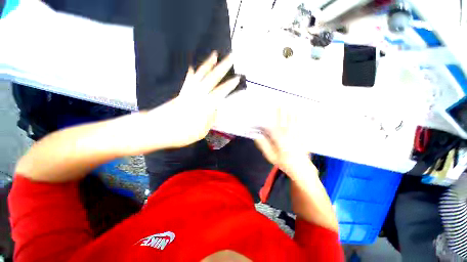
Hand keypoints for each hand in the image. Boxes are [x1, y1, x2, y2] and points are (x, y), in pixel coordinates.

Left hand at [149, 52, 239, 148]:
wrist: (156, 129)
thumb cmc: (181, 134)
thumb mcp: (201, 132)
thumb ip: (210, 119)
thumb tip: (215, 110)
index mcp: (204, 105)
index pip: (220, 92)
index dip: (229, 85)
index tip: (237, 78)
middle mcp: (197, 95)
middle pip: (212, 78)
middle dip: (223, 67)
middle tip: (231, 57)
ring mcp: (188, 92)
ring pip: (200, 74)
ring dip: (208, 64)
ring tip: (215, 55)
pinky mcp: (181, 93)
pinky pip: (188, 80)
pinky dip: (192, 73)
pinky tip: (193, 68)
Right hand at [255, 107, 311, 176]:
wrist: (301, 169)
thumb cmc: (284, 163)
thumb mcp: (270, 156)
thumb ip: (263, 145)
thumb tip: (257, 136)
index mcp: (279, 138)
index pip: (273, 125)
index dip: (272, 117)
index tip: (269, 111)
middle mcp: (289, 134)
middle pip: (285, 120)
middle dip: (282, 111)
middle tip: (281, 103)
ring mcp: (297, 134)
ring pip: (294, 121)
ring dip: (291, 112)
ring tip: (290, 104)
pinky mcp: (303, 136)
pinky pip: (302, 125)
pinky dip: (300, 119)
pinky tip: (301, 114)